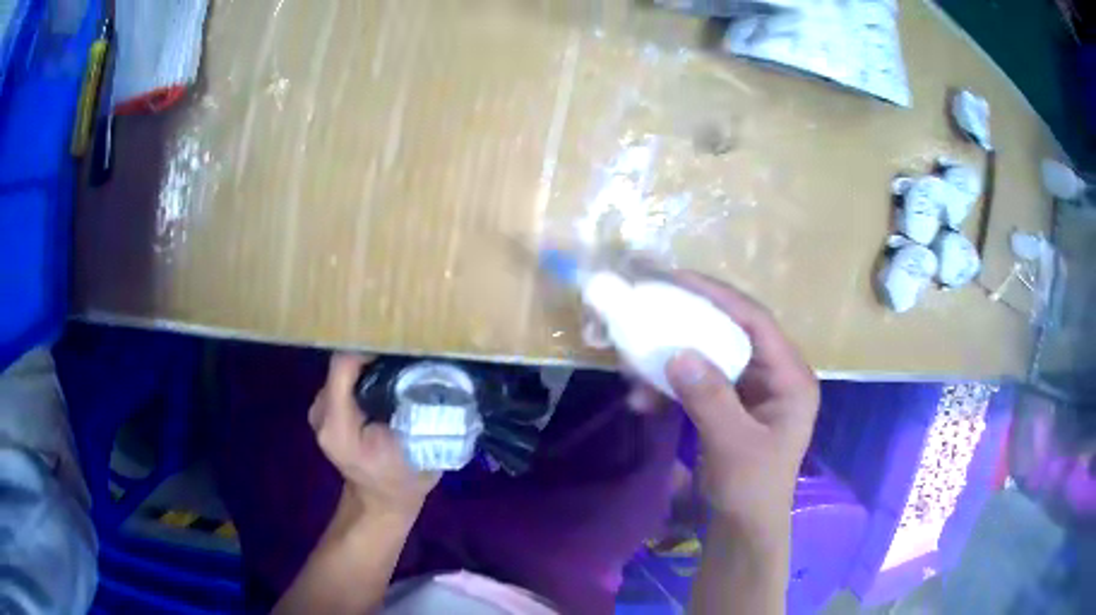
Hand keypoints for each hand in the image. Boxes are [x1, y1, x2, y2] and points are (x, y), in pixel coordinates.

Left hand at [308, 354, 439, 517]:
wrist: (381, 501)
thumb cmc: (402, 479)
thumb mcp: (418, 449)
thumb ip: (417, 413)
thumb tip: (430, 371)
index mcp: (338, 425)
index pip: (343, 365)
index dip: (370, 349)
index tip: (401, 347)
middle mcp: (321, 413)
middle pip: (343, 365)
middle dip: (373, 355)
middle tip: (406, 354)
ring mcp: (320, 410)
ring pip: (344, 370)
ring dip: (370, 364)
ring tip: (399, 365)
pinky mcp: (325, 409)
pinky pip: (344, 379)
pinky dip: (363, 375)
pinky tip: (386, 381)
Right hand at [660, 271, 818, 533]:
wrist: (743, 530)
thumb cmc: (751, 490)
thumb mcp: (733, 445)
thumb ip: (710, 398)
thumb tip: (678, 352)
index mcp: (791, 379)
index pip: (757, 323)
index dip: (719, 297)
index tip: (678, 280)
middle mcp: (775, 376)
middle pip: (733, 332)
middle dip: (691, 321)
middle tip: (653, 304)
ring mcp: (751, 390)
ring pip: (712, 355)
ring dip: (675, 357)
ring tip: (637, 362)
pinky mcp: (730, 405)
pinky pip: (700, 381)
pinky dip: (672, 386)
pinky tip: (644, 399)